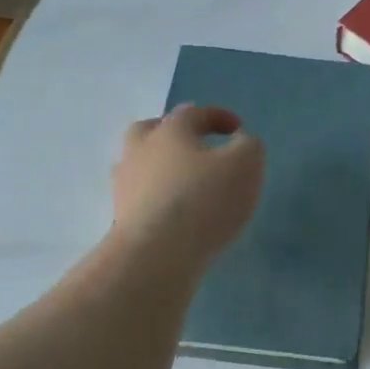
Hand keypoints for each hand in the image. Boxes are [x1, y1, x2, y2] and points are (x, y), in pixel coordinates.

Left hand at [112, 106, 264, 265]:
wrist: (156, 255)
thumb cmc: (204, 200)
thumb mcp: (245, 165)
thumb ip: (248, 146)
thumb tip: (240, 142)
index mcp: (170, 131)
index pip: (193, 113)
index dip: (217, 116)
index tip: (237, 128)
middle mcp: (140, 151)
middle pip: (150, 130)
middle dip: (172, 132)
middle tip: (194, 145)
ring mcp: (125, 185)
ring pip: (139, 164)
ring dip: (160, 167)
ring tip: (185, 182)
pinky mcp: (121, 217)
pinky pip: (140, 197)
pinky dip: (156, 197)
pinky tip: (174, 212)